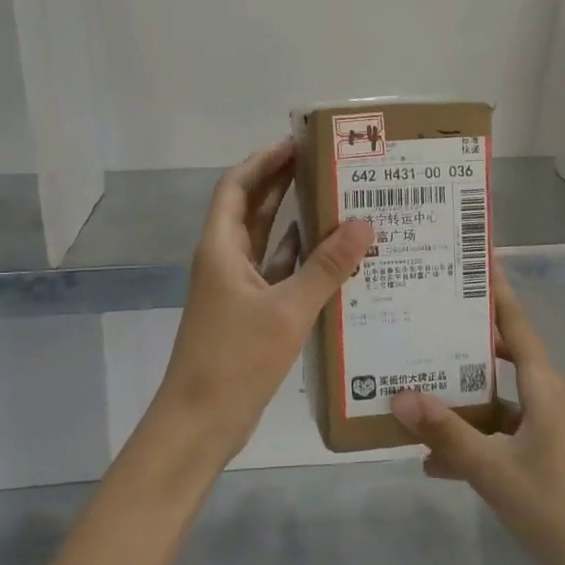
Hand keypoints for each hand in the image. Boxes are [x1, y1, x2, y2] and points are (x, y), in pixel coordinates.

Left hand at [149, 138, 373, 466]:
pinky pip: (278, 273)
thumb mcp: (287, 310)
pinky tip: (333, 255)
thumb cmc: (235, 359)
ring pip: (267, 241)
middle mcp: (226, 260)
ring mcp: (237, 288)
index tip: (298, 142)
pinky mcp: (250, 313)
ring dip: (295, 220)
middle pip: (253, 208)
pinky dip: (301, 260)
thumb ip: (326, 267)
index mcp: (221, 248)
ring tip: (338, 200)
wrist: (200, 423)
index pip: (237, 186)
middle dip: (283, 182)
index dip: (264, 160)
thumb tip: (365, 224)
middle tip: (327, 163)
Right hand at [390, 264, 564, 564]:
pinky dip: (468, 439)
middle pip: (499, 354)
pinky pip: (496, 434)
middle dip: (463, 338)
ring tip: (411, 381)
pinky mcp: (538, 458)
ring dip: (459, 395)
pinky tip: (430, 458)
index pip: (515, 322)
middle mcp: (544, 397)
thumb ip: (447, 433)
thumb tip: (399, 396)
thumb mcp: (494, 469)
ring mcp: (542, 429)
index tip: (472, 258)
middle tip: (422, 316)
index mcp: (542, 385)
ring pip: (494, 398)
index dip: (495, 290)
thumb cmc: (556, 508)